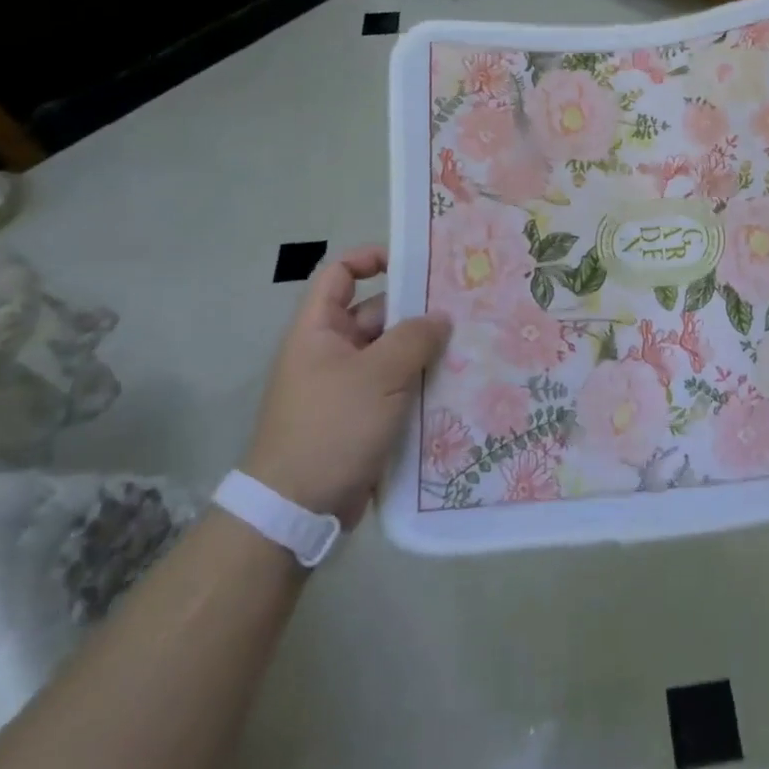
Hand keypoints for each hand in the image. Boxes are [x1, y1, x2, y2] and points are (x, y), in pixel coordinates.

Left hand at [243, 246, 450, 525]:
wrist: (297, 509)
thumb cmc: (333, 426)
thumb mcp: (379, 375)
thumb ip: (414, 338)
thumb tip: (440, 318)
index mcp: (319, 330)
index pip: (340, 274)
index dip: (372, 259)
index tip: (415, 264)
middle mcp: (330, 352)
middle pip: (376, 314)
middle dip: (416, 311)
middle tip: (464, 308)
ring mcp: (346, 386)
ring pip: (391, 354)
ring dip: (424, 350)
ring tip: (471, 345)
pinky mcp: (361, 418)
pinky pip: (395, 387)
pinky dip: (420, 383)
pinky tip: (456, 384)